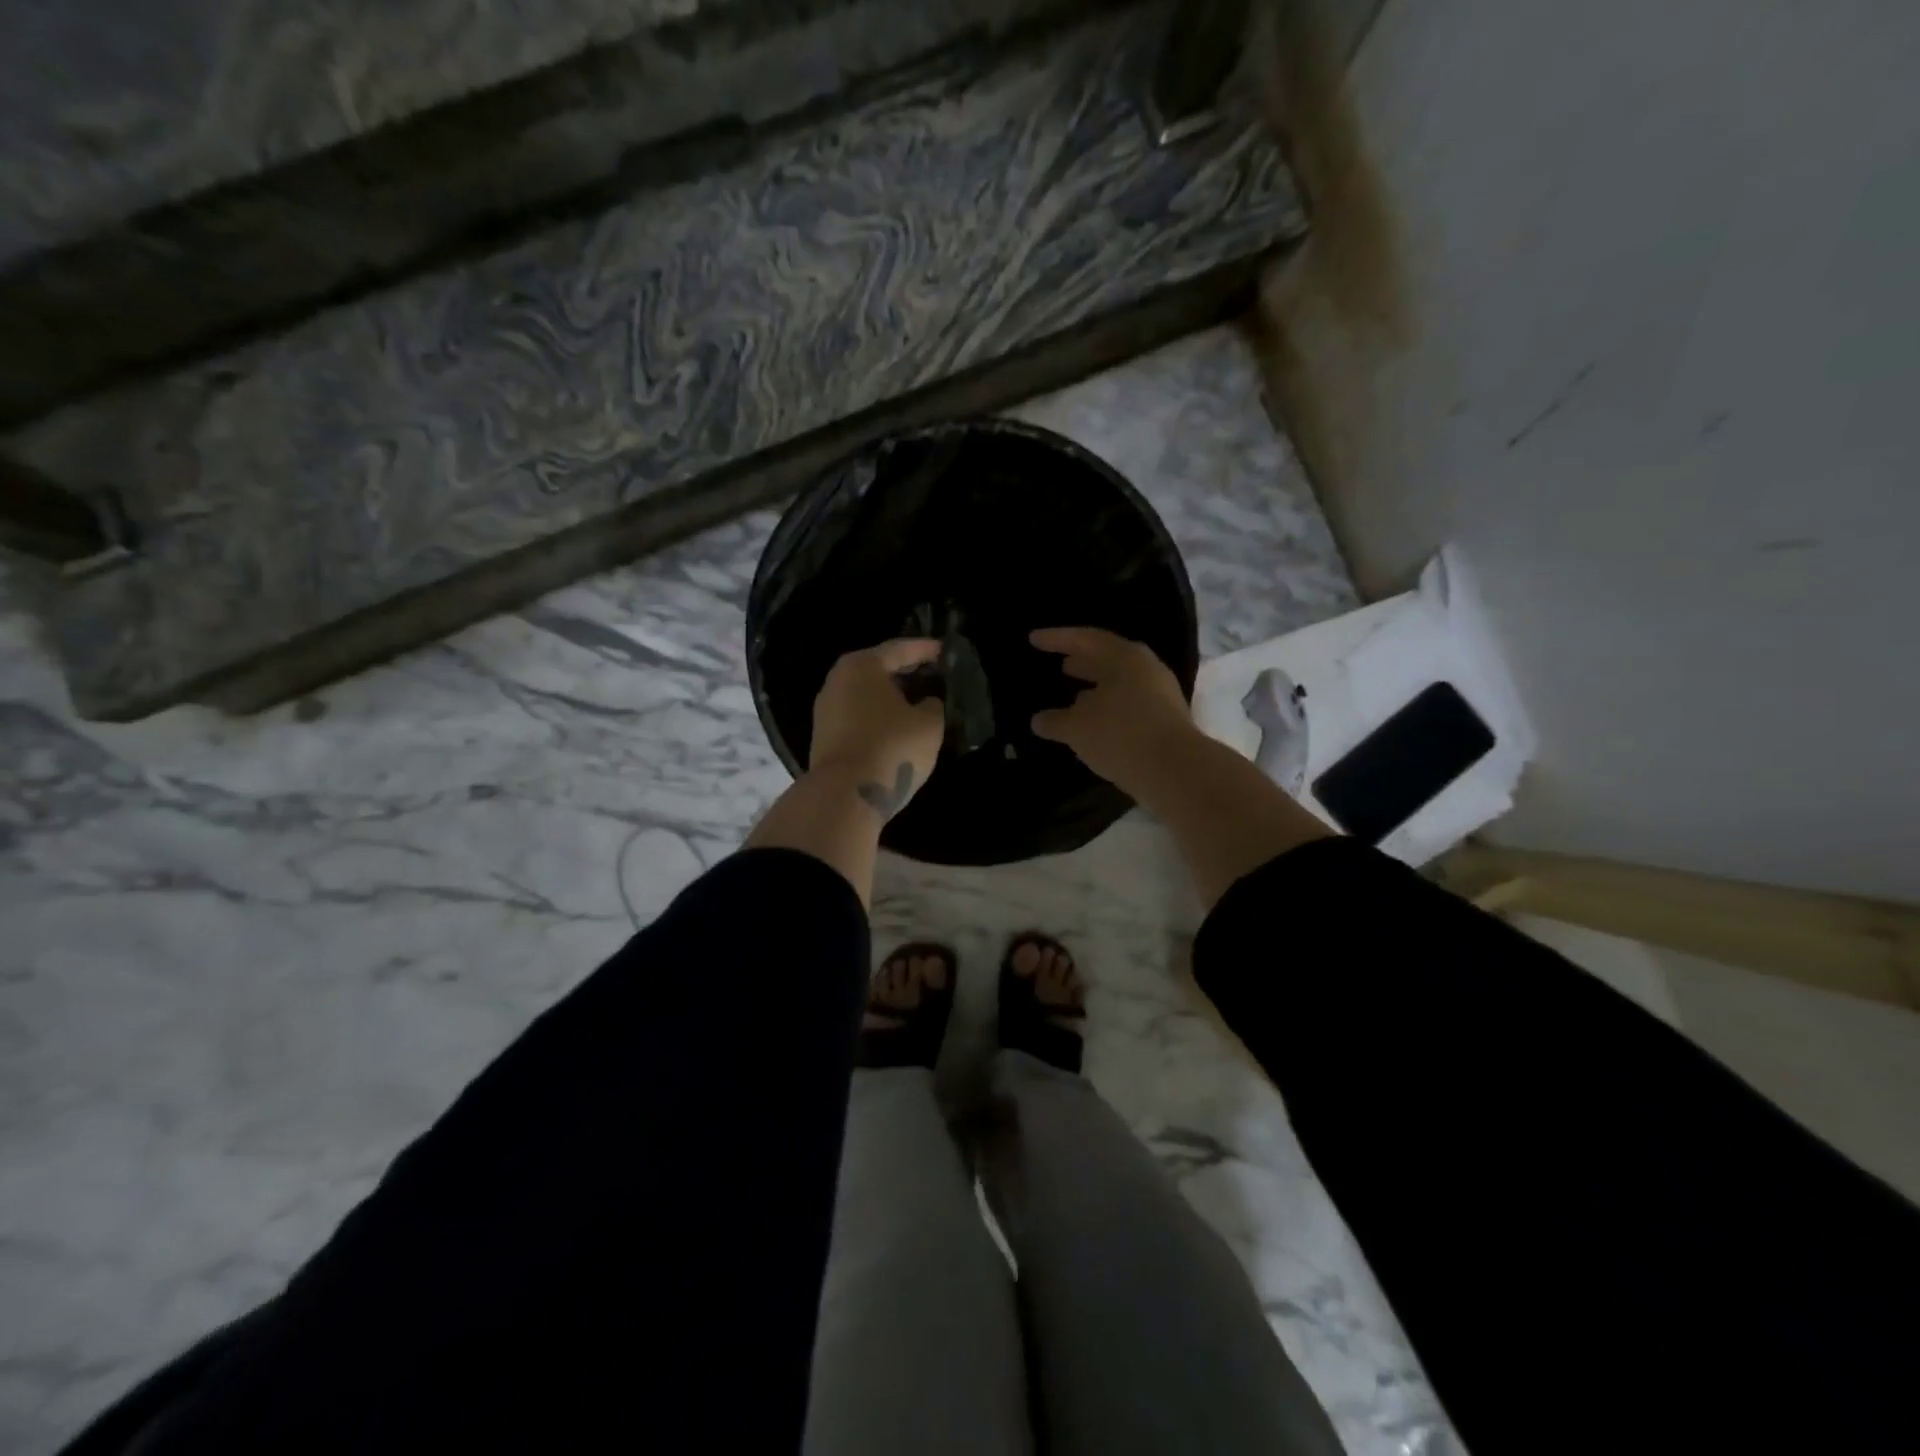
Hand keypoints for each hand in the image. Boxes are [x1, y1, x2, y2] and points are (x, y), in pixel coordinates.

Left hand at [809, 639, 945, 818]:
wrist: (845, 795)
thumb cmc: (892, 748)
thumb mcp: (929, 724)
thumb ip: (933, 705)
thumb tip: (927, 702)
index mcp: (862, 666)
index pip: (900, 649)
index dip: (925, 650)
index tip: (945, 651)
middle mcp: (838, 680)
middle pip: (878, 669)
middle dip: (906, 672)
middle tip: (932, 675)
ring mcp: (826, 709)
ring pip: (866, 694)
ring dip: (890, 697)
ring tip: (917, 702)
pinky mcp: (824, 736)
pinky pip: (857, 716)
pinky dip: (877, 715)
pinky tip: (896, 725)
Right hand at [1030, 627, 1195, 793]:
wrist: (1176, 771)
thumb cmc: (1120, 734)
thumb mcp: (1076, 728)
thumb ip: (1054, 721)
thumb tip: (1039, 720)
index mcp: (1124, 657)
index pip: (1085, 639)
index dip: (1057, 639)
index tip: (1033, 639)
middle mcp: (1146, 669)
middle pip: (1108, 659)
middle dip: (1083, 663)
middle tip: (1061, 666)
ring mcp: (1160, 695)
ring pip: (1120, 685)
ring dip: (1096, 690)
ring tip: (1074, 699)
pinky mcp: (1167, 722)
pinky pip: (1130, 707)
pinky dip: (1108, 710)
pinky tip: (1096, 726)